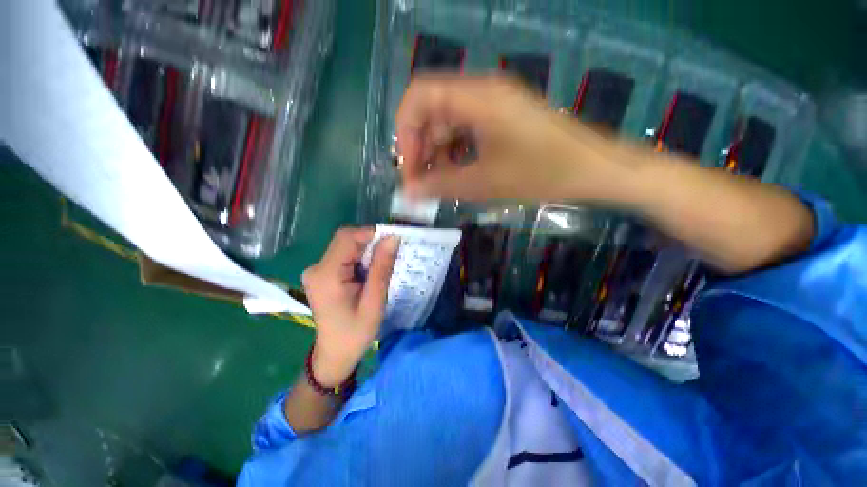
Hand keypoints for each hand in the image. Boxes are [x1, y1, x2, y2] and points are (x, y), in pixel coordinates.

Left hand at [302, 228, 399, 386]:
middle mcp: (317, 267)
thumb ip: (381, 267)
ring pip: (347, 247)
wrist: (334, 354)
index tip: (392, 242)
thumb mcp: (374, 301)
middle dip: (371, 244)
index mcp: (326, 274)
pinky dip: (361, 259)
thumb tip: (392, 238)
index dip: (371, 234)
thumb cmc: (355, 333)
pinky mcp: (322, 274)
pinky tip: (370, 273)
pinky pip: (345, 256)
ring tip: (381, 268)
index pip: (347, 237)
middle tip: (390, 257)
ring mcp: (317, 270)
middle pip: (346, 240)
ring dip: (367, 252)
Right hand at [395, 75, 631, 201]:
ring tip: (437, 185)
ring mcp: (492, 104)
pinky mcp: (500, 119)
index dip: (405, 132)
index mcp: (476, 97)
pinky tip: (456, 175)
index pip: (419, 96)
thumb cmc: (541, 173)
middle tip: (421, 185)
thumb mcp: (485, 182)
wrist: (592, 168)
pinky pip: (465, 131)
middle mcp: (481, 92)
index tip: (409, 169)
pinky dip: (455, 153)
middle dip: (421, 149)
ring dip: (437, 154)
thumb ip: (441, 186)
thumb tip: (407, 193)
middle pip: (431, 111)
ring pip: (448, 124)